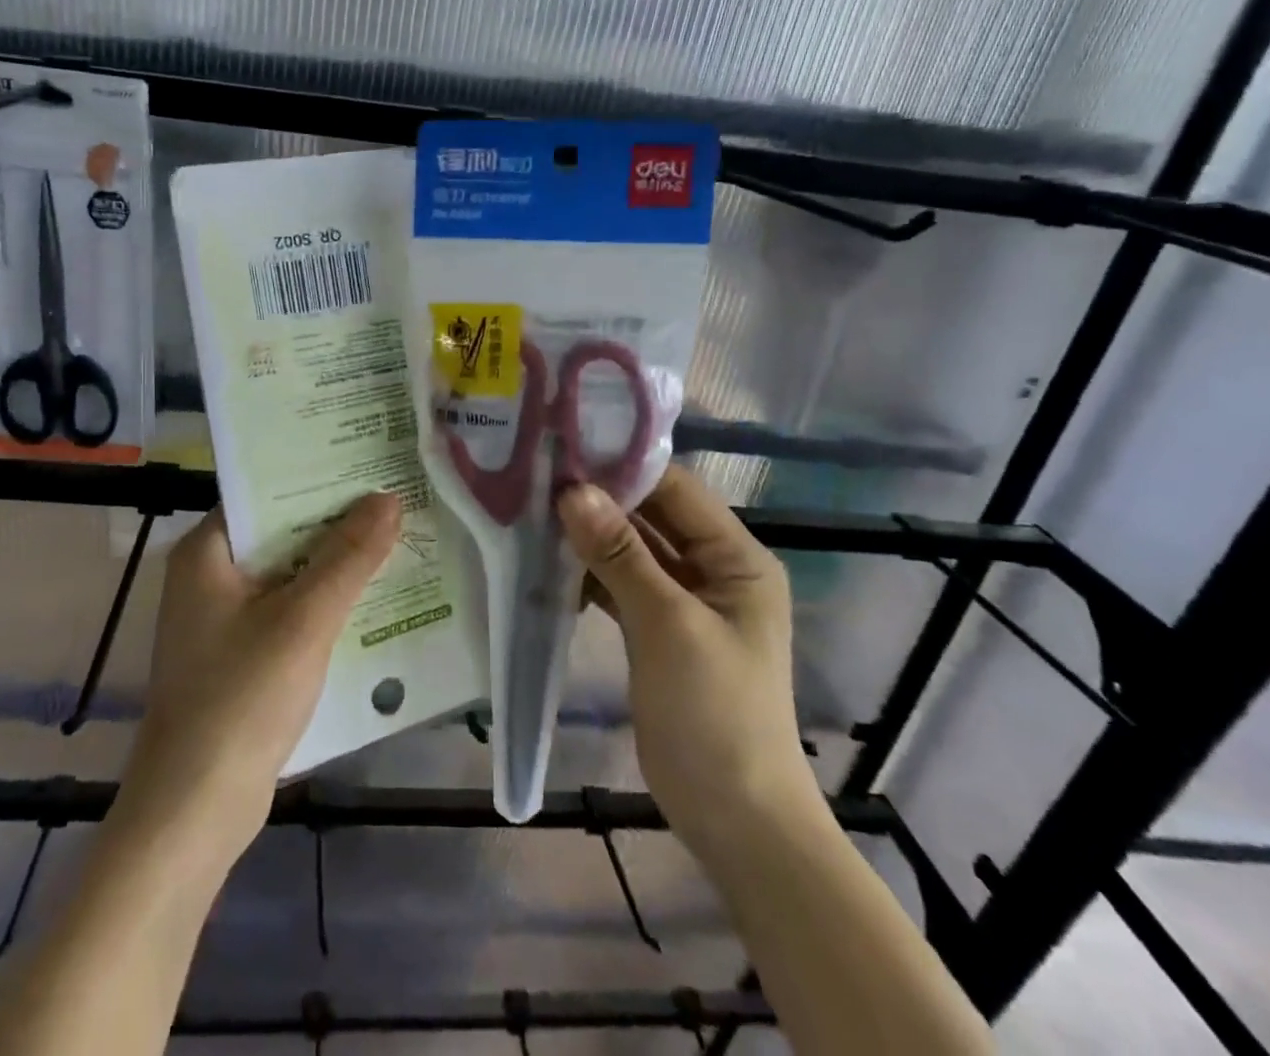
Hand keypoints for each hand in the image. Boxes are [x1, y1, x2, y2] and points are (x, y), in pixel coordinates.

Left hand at [112, 494, 401, 873]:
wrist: (193, 811)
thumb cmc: (241, 699)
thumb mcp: (303, 620)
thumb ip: (348, 557)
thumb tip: (389, 498)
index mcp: (206, 552)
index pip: (266, 493)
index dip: (317, 477)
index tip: (369, 462)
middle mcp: (208, 576)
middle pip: (281, 533)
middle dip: (336, 522)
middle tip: (395, 497)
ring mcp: (222, 619)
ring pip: (289, 574)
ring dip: (335, 565)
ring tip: (397, 537)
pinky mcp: (239, 656)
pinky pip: (288, 611)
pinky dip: (324, 604)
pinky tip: (372, 599)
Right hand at [557, 467, 815, 857]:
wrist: (735, 819)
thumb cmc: (715, 713)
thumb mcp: (668, 625)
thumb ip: (621, 554)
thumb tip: (574, 491)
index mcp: (737, 558)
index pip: (677, 491)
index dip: (624, 470)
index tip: (565, 452)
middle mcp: (713, 569)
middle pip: (652, 518)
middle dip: (600, 501)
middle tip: (537, 477)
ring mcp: (683, 601)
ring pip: (631, 551)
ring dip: (590, 537)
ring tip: (532, 512)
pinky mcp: (657, 630)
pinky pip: (620, 585)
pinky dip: (589, 574)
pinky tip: (548, 563)